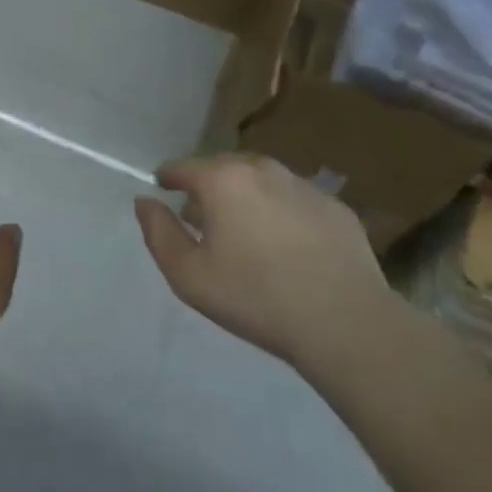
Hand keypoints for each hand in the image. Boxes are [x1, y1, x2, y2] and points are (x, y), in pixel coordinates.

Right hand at [134, 154, 393, 372]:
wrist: (346, 323)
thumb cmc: (256, 298)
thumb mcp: (189, 275)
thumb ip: (158, 232)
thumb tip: (144, 201)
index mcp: (224, 180)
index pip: (182, 167)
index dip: (168, 179)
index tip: (164, 193)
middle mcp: (263, 169)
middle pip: (222, 168)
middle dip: (208, 189)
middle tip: (205, 223)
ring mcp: (304, 185)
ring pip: (261, 181)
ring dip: (246, 198)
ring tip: (247, 235)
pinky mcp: (336, 207)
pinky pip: (294, 200)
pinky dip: (282, 213)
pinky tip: (287, 249)